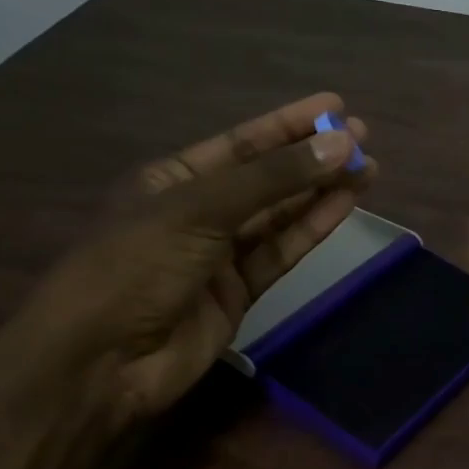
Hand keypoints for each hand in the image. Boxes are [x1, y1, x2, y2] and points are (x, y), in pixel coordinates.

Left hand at [6, 92, 373, 424]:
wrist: (100, 362)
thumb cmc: (136, 266)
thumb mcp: (201, 209)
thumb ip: (274, 178)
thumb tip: (344, 144)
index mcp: (173, 179)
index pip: (242, 143)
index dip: (289, 124)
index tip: (335, 106)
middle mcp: (198, 211)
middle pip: (266, 177)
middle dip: (313, 157)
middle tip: (364, 138)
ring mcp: (219, 255)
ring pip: (280, 215)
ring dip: (321, 191)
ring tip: (368, 169)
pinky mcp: (239, 293)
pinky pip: (282, 252)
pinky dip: (312, 228)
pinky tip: (345, 205)